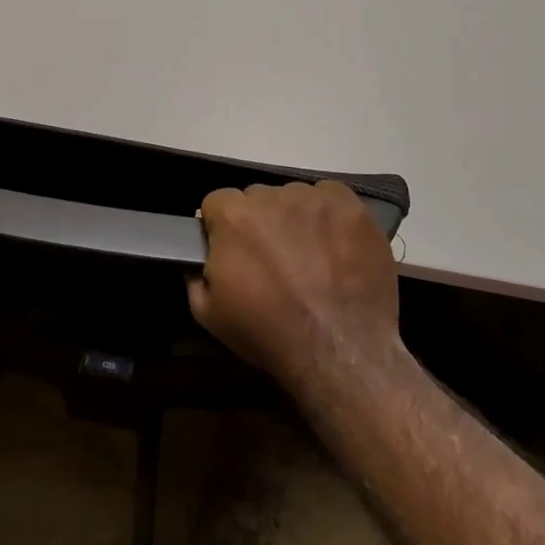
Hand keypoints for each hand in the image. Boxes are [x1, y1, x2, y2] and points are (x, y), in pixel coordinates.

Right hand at [188, 181, 401, 389]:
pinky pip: (330, 197)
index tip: (233, 251)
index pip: (217, 203)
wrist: (340, 348)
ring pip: (294, 197)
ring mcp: (314, 197)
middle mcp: (272, 196)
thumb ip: (195, 275)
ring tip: (309, 256)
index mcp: (233, 216)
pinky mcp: (350, 205)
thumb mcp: (209, 314)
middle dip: (260, 222)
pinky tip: (335, 246)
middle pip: (257, 198)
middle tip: (273, 258)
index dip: (222, 227)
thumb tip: (201, 256)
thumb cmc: (269, 333)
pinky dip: (328, 216)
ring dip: (294, 218)